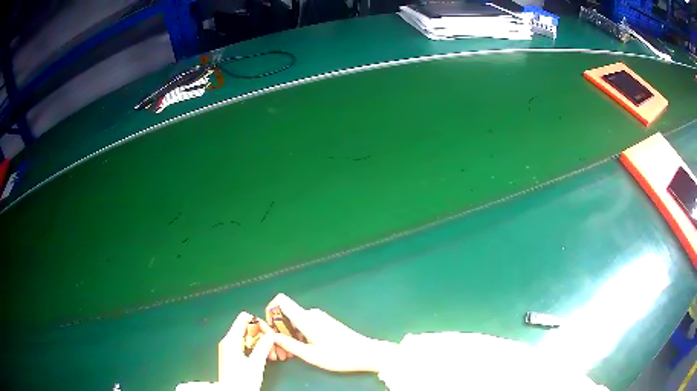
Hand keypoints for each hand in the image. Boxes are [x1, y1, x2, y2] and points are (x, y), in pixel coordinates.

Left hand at [219, 312, 274, 388]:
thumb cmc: (242, 381)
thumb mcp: (255, 364)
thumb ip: (263, 346)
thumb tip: (271, 334)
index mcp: (231, 339)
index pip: (244, 318)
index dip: (259, 323)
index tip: (271, 334)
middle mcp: (228, 341)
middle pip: (247, 327)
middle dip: (263, 334)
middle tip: (274, 346)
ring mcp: (229, 348)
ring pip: (248, 337)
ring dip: (261, 343)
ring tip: (273, 354)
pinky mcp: (232, 356)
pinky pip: (246, 345)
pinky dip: (256, 348)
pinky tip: (266, 357)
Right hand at [264, 293, 396, 372]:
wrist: (366, 353)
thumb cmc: (338, 355)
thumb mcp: (310, 355)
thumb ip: (289, 344)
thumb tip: (271, 336)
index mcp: (306, 318)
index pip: (281, 300)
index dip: (270, 310)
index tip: (268, 327)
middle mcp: (311, 314)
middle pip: (286, 316)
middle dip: (278, 332)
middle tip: (278, 353)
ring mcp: (319, 318)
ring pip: (295, 323)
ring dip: (288, 337)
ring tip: (289, 356)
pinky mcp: (325, 324)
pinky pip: (305, 326)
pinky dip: (298, 336)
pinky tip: (301, 351)